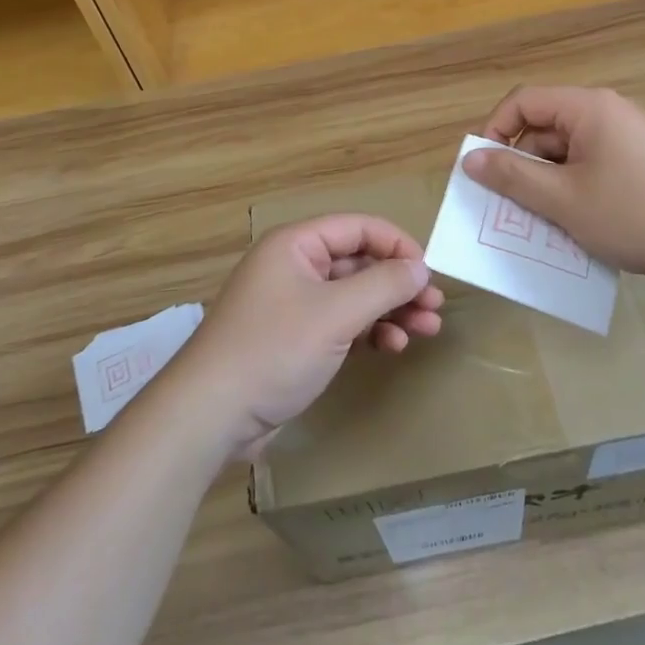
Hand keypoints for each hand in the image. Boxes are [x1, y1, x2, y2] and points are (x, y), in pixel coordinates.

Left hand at [177, 215, 443, 453]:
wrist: (210, 417)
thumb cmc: (274, 350)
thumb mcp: (336, 314)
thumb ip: (384, 285)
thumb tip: (421, 267)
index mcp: (296, 244)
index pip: (358, 227)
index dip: (397, 245)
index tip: (429, 272)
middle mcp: (294, 266)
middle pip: (359, 262)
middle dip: (398, 283)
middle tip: (434, 307)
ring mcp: (293, 304)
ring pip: (353, 295)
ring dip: (390, 310)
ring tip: (426, 330)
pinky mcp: (294, 339)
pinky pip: (341, 323)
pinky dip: (368, 331)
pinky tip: (391, 347)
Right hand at [463, 86, 644, 285]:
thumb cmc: (634, 213)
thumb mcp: (563, 200)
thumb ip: (513, 176)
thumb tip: (470, 158)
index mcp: (588, 107)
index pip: (524, 101)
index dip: (495, 130)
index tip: (482, 170)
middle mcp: (608, 111)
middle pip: (546, 126)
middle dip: (523, 163)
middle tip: (511, 206)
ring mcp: (628, 136)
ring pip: (568, 151)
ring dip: (548, 181)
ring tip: (544, 221)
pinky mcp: (642, 161)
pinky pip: (592, 164)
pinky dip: (575, 188)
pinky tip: (577, 222)